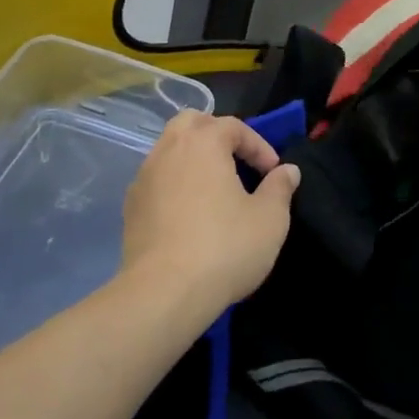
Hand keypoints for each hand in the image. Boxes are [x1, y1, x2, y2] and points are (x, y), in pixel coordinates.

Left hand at [120, 113, 300, 319]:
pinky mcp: (130, 207)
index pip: (234, 126)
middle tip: (237, 162)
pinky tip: (189, 212)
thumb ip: (280, 188)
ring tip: (214, 187)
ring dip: (193, 159)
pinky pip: (156, 179)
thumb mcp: (270, 219)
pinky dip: (175, 183)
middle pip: (192, 123)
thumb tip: (287, 171)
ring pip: (169, 149)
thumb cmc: (224, 248)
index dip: (258, 146)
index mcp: (203, 142)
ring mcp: (144, 177)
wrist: (163, 294)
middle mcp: (169, 150)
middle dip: (217, 135)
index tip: (273, 173)